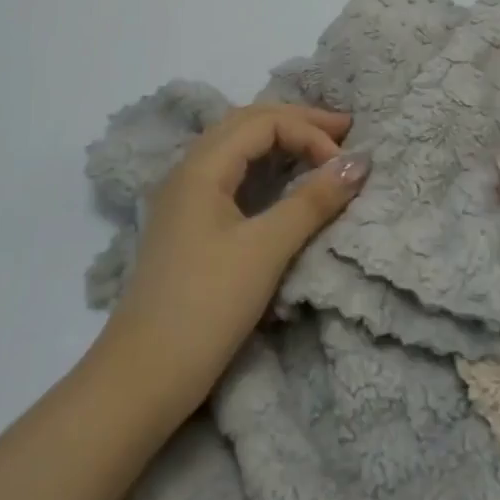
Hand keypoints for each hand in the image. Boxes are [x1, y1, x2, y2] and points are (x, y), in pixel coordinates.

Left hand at [93, 104, 369, 429]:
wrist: (141, 377)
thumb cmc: (206, 306)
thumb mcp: (266, 250)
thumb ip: (312, 201)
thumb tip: (359, 162)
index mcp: (201, 166)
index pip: (263, 122)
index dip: (309, 133)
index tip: (344, 167)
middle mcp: (188, 170)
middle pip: (247, 123)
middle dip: (297, 122)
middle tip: (343, 130)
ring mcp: (183, 197)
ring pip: (236, 147)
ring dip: (280, 140)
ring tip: (321, 147)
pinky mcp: (187, 223)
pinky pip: (230, 173)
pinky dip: (264, 165)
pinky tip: (283, 179)